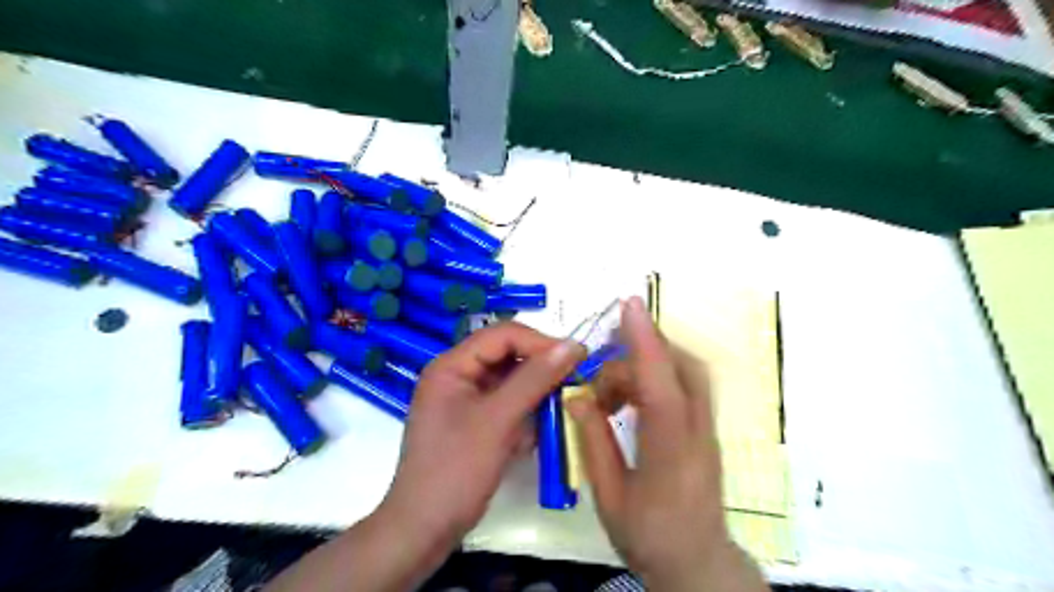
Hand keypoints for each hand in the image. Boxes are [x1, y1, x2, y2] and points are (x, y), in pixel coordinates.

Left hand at [266, 326, 584, 590]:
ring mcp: (465, 400)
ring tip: (555, 411)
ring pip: (511, 382)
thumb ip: (535, 379)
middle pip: (507, 356)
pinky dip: (524, 415)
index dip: (540, 342)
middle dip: (539, 370)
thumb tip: (573, 345)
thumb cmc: (456, 470)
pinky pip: (506, 405)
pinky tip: (532, 435)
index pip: (502, 335)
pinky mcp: (474, 422)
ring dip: (535, 395)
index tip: (577, 358)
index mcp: (451, 365)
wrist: (424, 530)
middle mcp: (457, 375)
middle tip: (573, 384)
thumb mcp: (498, 420)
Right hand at [569, 299, 766, 591]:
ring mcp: (707, 428)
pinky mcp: (706, 427)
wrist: (696, 561)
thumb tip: (578, 395)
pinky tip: (630, 398)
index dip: (645, 344)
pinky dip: (656, 376)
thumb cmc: (647, 535)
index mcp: (669, 454)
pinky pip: (685, 384)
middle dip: (644, 349)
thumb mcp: (609, 495)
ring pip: (687, 372)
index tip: (630, 305)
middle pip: (682, 368)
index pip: (661, 388)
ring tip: (611, 392)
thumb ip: (594, 440)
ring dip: (648, 364)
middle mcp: (697, 432)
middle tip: (603, 368)